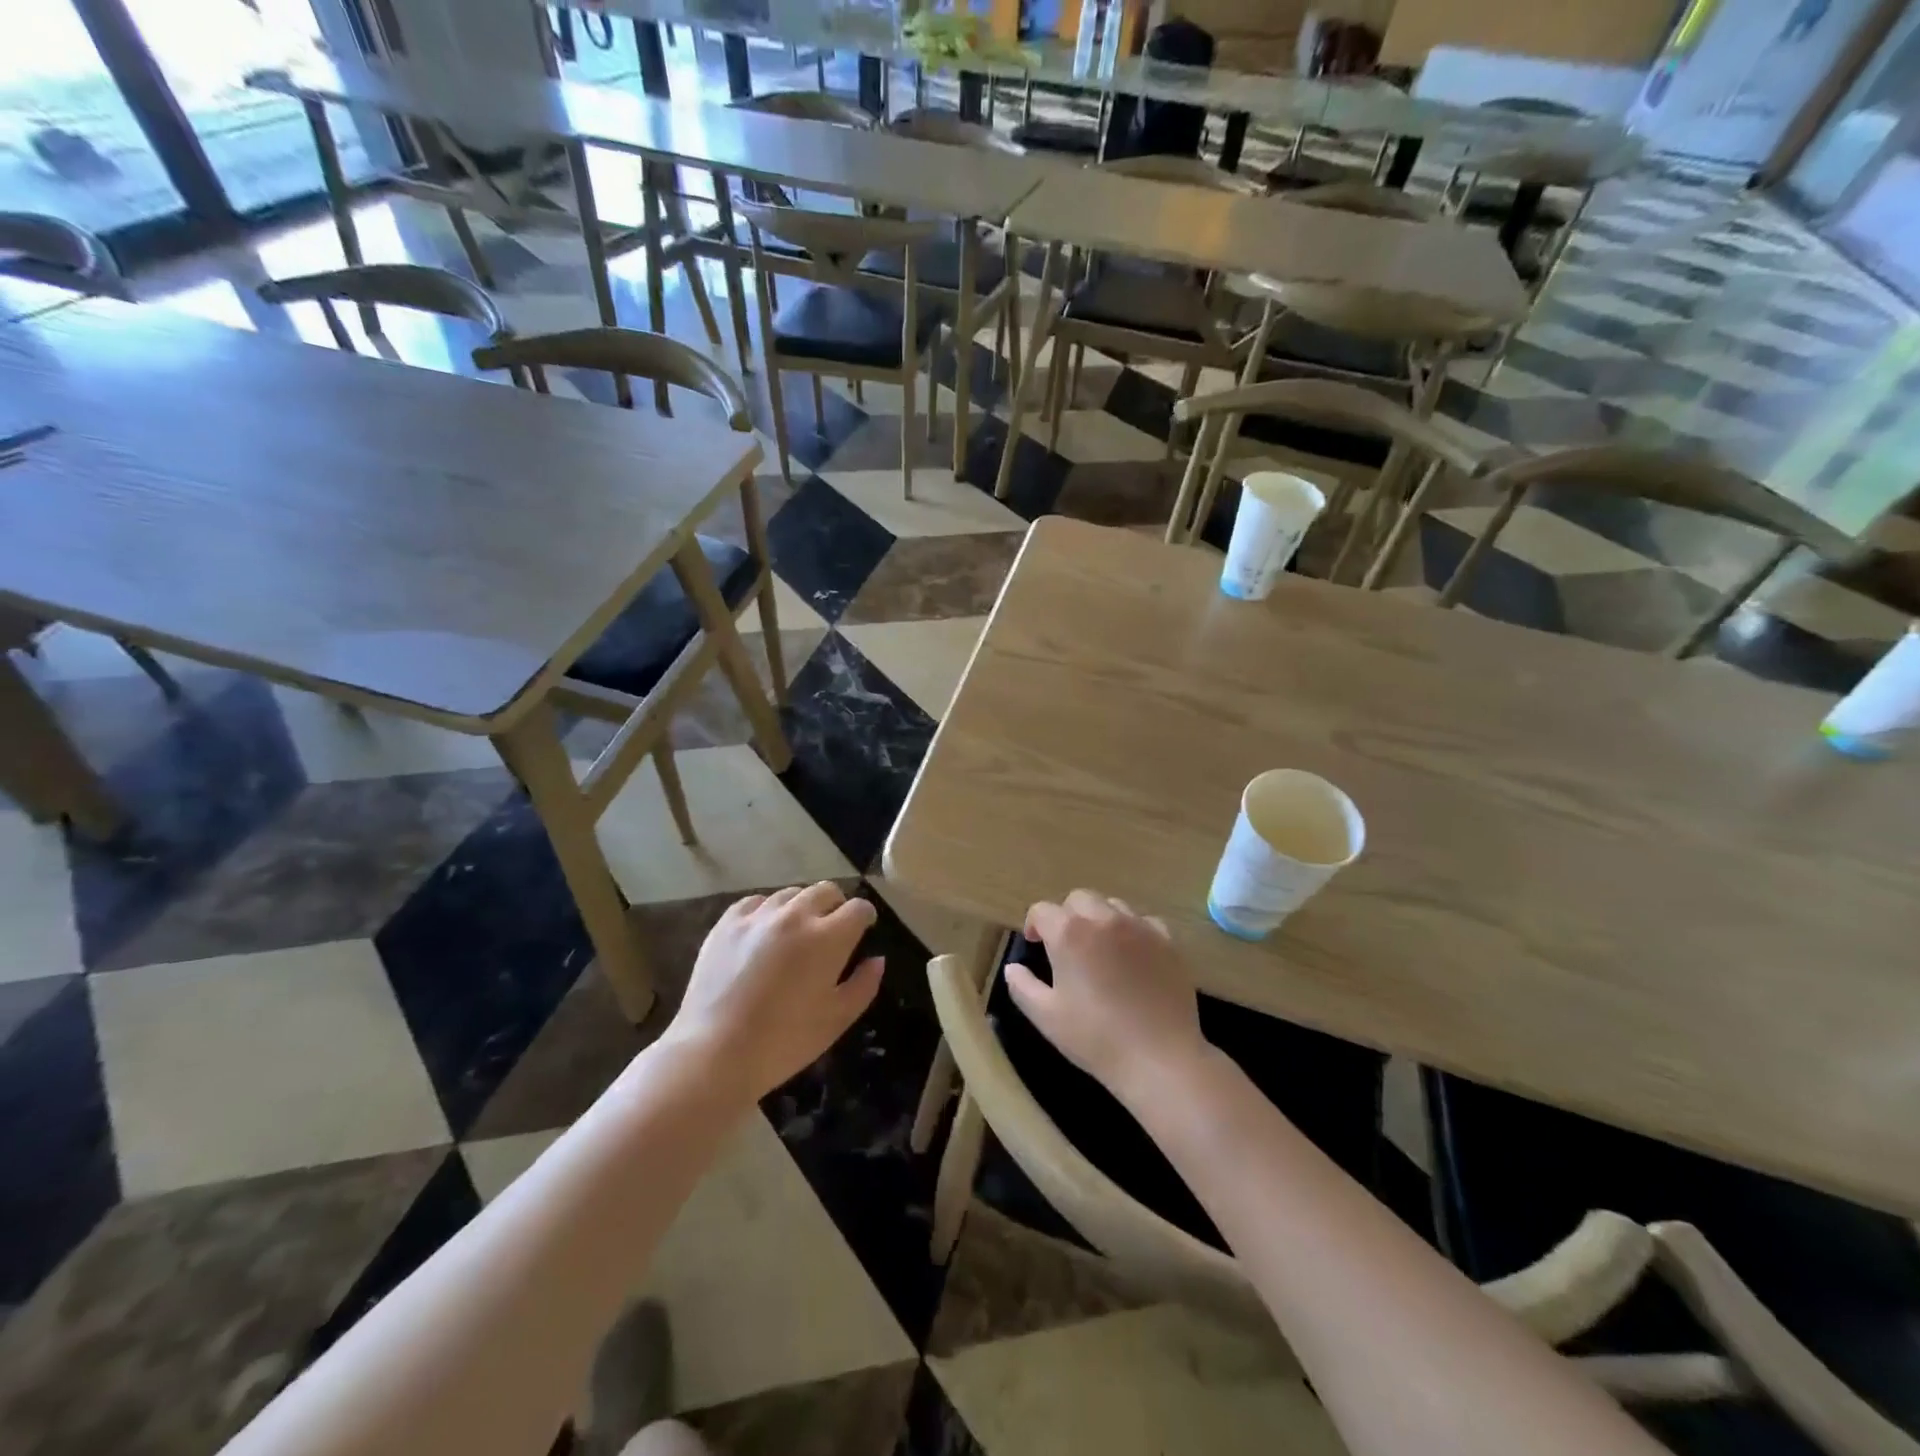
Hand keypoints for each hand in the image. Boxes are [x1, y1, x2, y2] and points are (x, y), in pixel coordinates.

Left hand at [664, 883, 882, 1101]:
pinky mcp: (727, 923)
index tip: (863, 931)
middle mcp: (795, 915)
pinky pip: (755, 902)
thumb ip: (864, 985)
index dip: (865, 918)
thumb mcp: (837, 1020)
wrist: (714, 1053)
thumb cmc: (784, 1042)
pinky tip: (763, 934)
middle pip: (826, 890)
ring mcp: (758, 916)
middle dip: (836, 905)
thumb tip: (876, 959)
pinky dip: (767, 912)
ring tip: (795, 934)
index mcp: (828, 937)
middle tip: (832, 931)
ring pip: (791, 893)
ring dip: (802, 907)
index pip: (858, 908)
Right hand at [1006, 890, 1210, 1109]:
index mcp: (1069, 933)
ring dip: (1099, 919)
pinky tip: (1132, 955)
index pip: (1042, 910)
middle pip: (1078, 899)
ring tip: (1099, 949)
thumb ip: (1022, 986)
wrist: (1159, 1058)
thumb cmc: (1096, 1038)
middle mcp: (1103, 919)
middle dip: (1066, 916)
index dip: (1034, 924)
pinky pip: (1143, 921)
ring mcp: (1139, 927)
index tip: (1034, 945)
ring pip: (1112, 905)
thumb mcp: (1046, 1016)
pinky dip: (1132, 930)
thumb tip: (1012, 968)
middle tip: (1066, 946)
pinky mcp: (1167, 941)